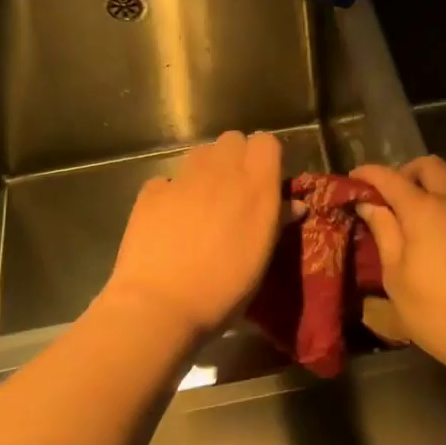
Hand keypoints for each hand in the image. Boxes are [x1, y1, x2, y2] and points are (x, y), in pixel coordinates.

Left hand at [103, 130, 285, 340]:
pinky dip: (172, 192)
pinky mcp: (151, 191)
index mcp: (256, 186)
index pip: (266, 142)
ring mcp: (183, 178)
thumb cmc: (224, 289)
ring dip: (206, 169)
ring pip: (200, 153)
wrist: (160, 305)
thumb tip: (294, 205)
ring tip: (204, 202)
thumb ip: (277, 223)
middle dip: (236, 157)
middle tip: (235, 190)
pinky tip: (171, 218)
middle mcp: (221, 172)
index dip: (266, 157)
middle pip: (232, 140)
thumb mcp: (261, 260)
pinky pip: (168, 179)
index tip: (265, 180)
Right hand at [351, 156, 445, 366]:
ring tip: (432, 205)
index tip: (354, 177)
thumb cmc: (436, 310)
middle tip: (393, 193)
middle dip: (407, 171)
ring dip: (444, 183)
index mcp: (424, 210)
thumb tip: (370, 205)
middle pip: (431, 166)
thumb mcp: (396, 276)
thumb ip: (384, 233)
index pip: (391, 178)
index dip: (369, 173)